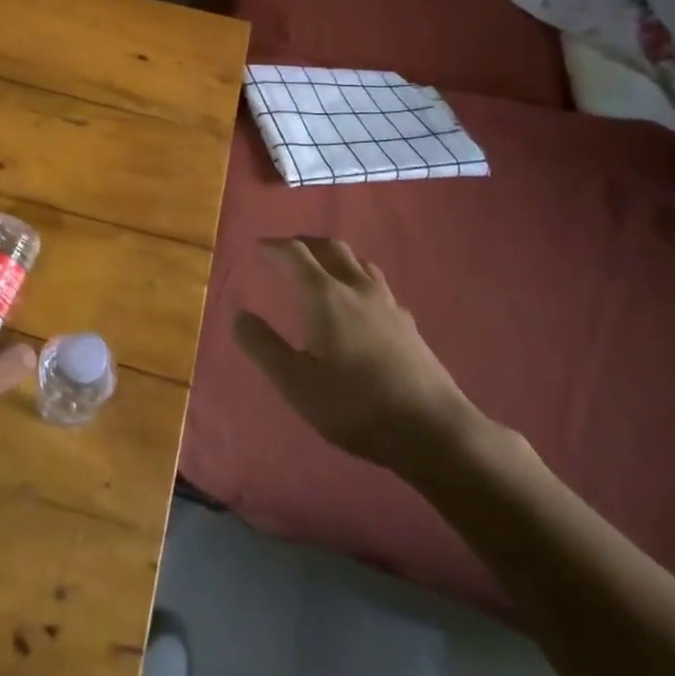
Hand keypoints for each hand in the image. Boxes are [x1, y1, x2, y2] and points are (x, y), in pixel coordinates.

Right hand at [234, 238, 489, 483]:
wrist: (435, 431)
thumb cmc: (356, 406)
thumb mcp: (295, 384)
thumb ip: (262, 346)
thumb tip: (239, 315)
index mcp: (325, 296)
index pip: (294, 254)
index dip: (273, 247)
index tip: (258, 248)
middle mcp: (356, 288)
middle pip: (330, 247)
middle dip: (304, 243)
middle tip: (286, 251)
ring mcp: (387, 304)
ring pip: (358, 262)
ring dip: (334, 257)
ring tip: (321, 269)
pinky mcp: (408, 323)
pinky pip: (377, 285)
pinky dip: (358, 279)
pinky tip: (359, 304)